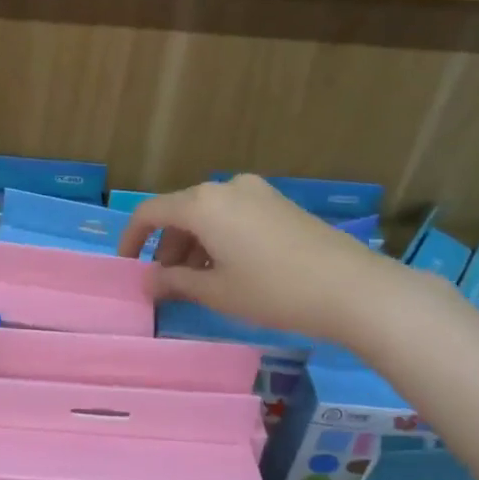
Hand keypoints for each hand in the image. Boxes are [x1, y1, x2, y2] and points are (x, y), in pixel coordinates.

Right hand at [119, 175, 390, 337]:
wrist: (351, 288)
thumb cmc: (272, 290)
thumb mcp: (216, 292)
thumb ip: (174, 282)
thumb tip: (147, 281)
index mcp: (203, 203)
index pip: (151, 212)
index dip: (131, 239)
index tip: (127, 267)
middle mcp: (226, 187)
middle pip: (180, 212)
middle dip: (166, 247)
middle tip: (166, 284)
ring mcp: (256, 192)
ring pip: (208, 215)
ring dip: (193, 246)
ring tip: (198, 283)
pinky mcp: (279, 203)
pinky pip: (233, 216)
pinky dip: (219, 239)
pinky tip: (229, 270)